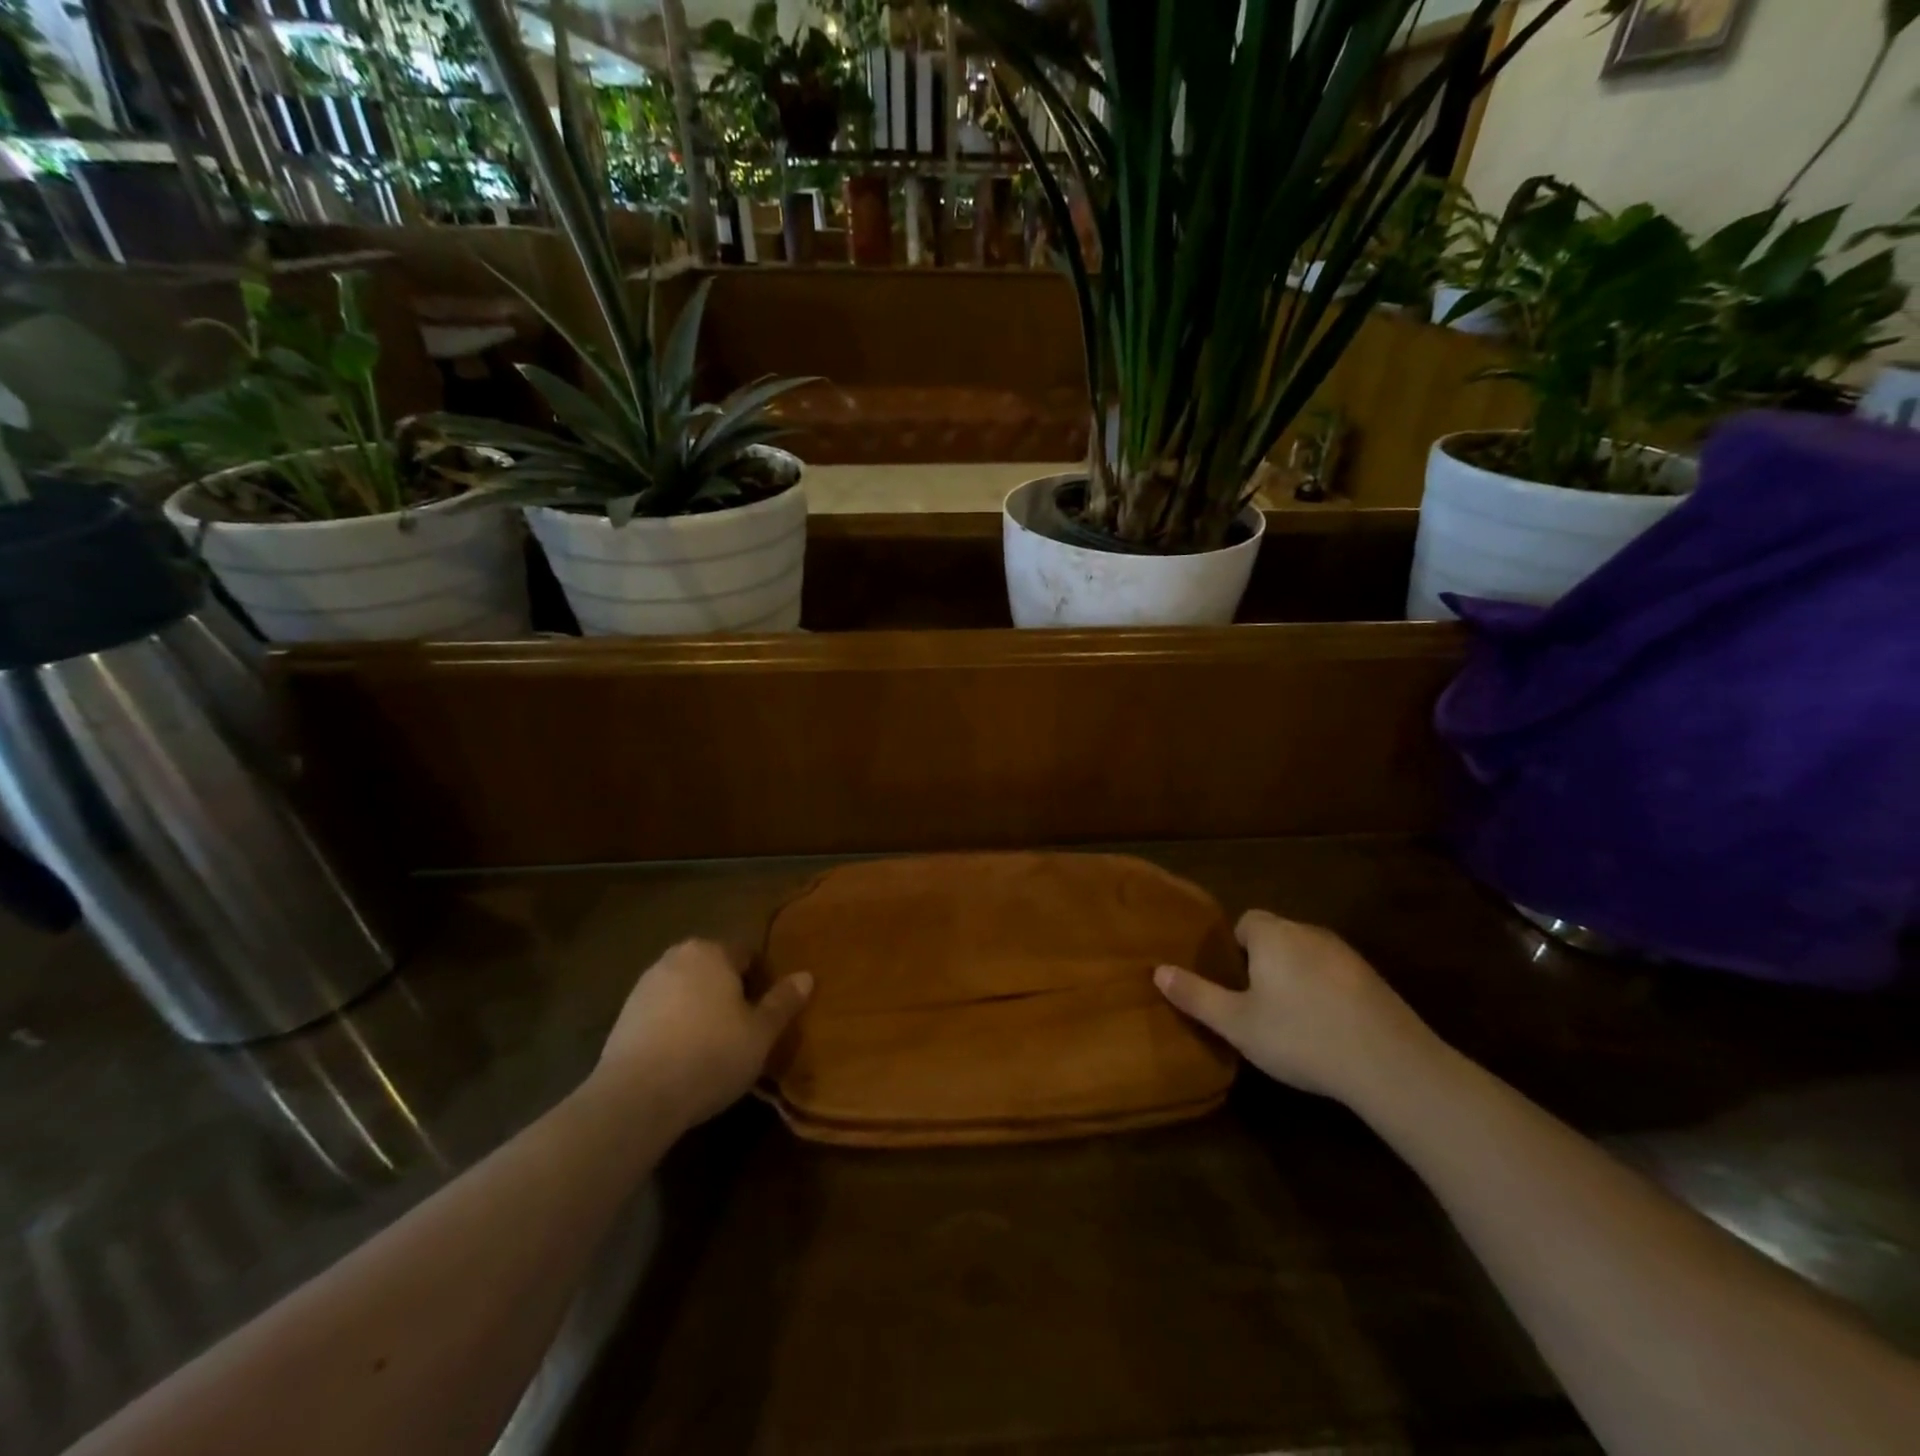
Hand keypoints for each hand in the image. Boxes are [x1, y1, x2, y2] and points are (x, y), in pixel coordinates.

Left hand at [591, 940, 811, 1129]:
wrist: (635, 1097)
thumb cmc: (710, 1055)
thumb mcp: (760, 1033)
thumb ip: (783, 1002)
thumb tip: (806, 976)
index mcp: (712, 951)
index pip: (747, 954)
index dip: (762, 981)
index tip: (767, 1013)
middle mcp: (676, 957)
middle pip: (714, 969)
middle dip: (729, 992)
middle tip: (743, 1029)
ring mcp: (645, 985)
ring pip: (686, 990)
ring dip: (700, 1009)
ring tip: (713, 1047)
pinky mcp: (623, 1016)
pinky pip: (662, 1012)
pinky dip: (675, 1026)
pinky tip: (682, 1058)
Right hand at [1154, 910, 1436, 1104]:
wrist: (1391, 1065)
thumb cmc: (1301, 1036)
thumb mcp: (1237, 1024)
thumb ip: (1196, 995)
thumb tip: (1158, 970)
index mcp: (1273, 935)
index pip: (1246, 922)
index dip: (1234, 948)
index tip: (1233, 983)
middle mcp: (1309, 932)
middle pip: (1277, 936)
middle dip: (1264, 962)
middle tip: (1256, 1004)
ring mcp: (1346, 955)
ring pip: (1307, 955)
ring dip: (1296, 977)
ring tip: (1291, 1020)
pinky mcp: (1374, 980)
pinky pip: (1335, 975)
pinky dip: (1326, 992)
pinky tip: (1327, 1029)